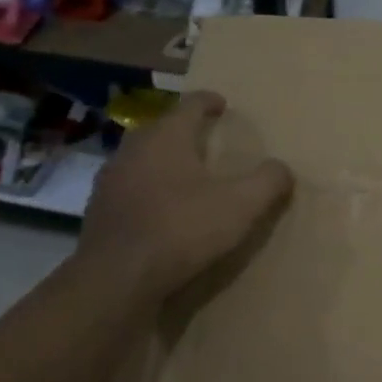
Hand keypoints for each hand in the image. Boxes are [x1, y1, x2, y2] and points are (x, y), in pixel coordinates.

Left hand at [77, 89, 293, 302]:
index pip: (190, 105)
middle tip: (207, 141)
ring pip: (141, 159)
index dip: (209, 102)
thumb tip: (283, 168)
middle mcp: (133, 149)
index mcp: (166, 137)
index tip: (222, 105)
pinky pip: (129, 189)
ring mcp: (110, 181)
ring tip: (185, 176)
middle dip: (184, 131)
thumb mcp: (240, 206)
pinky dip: (147, 191)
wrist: (116, 279)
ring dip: (163, 162)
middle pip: (162, 129)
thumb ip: (267, 182)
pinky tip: (160, 211)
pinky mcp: (98, 212)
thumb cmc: (181, 229)